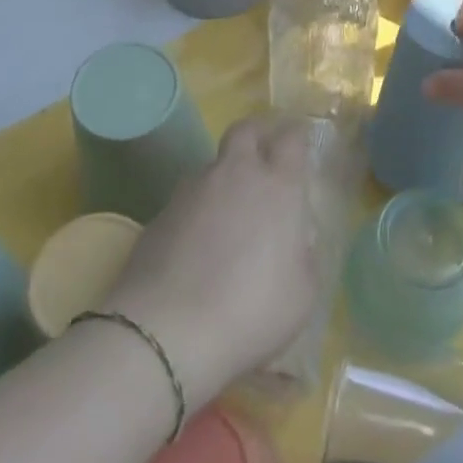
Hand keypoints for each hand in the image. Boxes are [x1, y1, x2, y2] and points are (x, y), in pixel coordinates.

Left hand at [101, 114, 318, 411]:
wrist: (166, 332)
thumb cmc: (251, 310)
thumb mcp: (302, 293)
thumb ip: (303, 255)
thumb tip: (295, 240)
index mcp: (278, 186)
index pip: (291, 138)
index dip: (297, 135)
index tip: (301, 142)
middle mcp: (235, 174)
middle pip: (245, 130)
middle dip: (258, 133)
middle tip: (265, 152)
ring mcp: (192, 190)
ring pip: (213, 166)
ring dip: (225, 178)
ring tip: (229, 214)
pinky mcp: (159, 214)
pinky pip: (187, 200)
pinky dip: (198, 211)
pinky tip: (198, 246)